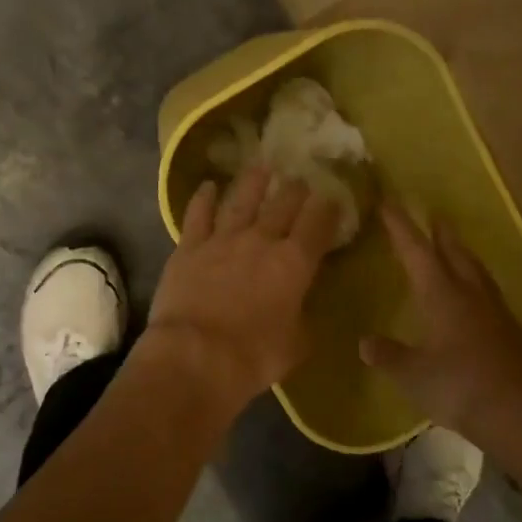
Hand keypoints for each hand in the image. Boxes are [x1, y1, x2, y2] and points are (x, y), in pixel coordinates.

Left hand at [145, 163, 341, 407]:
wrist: (196, 355)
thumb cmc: (254, 356)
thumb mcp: (296, 345)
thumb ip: (302, 320)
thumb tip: (302, 310)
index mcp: (294, 263)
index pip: (318, 225)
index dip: (327, 208)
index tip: (332, 198)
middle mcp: (261, 240)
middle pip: (283, 204)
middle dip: (295, 190)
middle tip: (300, 179)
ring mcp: (223, 239)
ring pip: (242, 200)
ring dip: (254, 182)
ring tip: (262, 166)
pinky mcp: (189, 247)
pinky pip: (198, 215)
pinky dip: (204, 198)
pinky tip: (208, 186)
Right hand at [361, 202, 521, 461]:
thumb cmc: (461, 387)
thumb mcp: (413, 375)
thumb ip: (389, 355)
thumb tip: (364, 342)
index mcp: (442, 295)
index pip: (417, 251)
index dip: (401, 226)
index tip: (390, 202)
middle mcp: (471, 294)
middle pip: (455, 253)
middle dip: (441, 234)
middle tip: (434, 215)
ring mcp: (497, 312)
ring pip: (477, 272)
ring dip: (463, 255)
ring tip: (455, 247)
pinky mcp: (513, 332)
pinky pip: (490, 295)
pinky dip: (477, 285)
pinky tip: (476, 299)